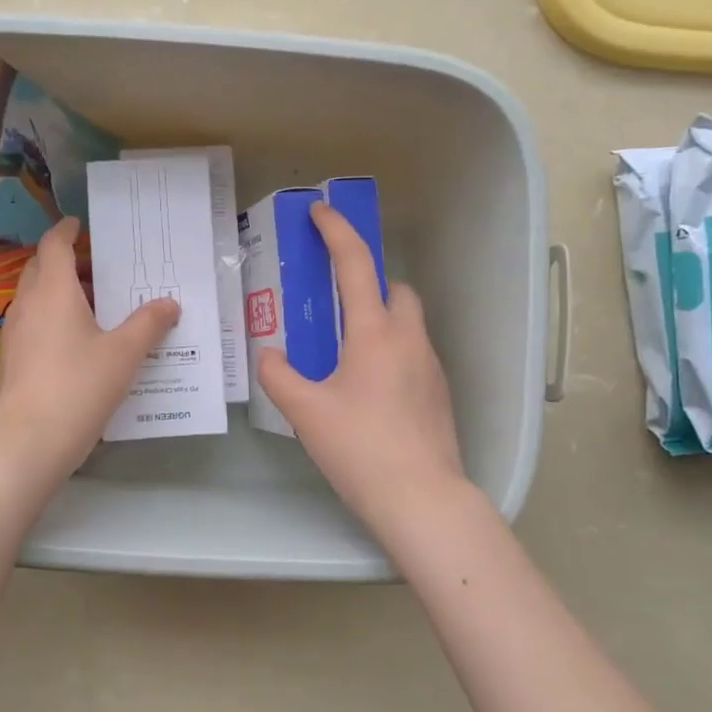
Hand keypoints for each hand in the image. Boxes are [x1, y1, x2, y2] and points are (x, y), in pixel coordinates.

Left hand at [0, 216, 179, 490]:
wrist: (30, 441)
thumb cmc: (79, 386)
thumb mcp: (124, 353)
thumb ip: (149, 324)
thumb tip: (170, 303)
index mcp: (53, 291)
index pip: (54, 245)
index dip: (66, 231)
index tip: (80, 224)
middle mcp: (28, 304)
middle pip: (41, 268)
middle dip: (66, 260)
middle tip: (100, 266)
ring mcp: (16, 333)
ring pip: (36, 296)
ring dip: (61, 290)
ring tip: (97, 302)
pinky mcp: (14, 359)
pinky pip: (34, 322)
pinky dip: (54, 316)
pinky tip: (81, 339)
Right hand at [260, 203, 471, 542]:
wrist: (422, 499)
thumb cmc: (360, 448)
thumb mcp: (305, 412)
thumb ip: (279, 377)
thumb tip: (272, 359)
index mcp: (374, 333)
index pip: (356, 265)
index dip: (337, 232)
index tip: (320, 212)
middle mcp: (409, 339)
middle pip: (394, 289)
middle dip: (367, 282)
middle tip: (333, 304)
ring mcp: (430, 365)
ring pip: (406, 322)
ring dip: (379, 319)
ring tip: (345, 353)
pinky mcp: (439, 392)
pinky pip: (413, 353)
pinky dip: (390, 350)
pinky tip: (368, 389)